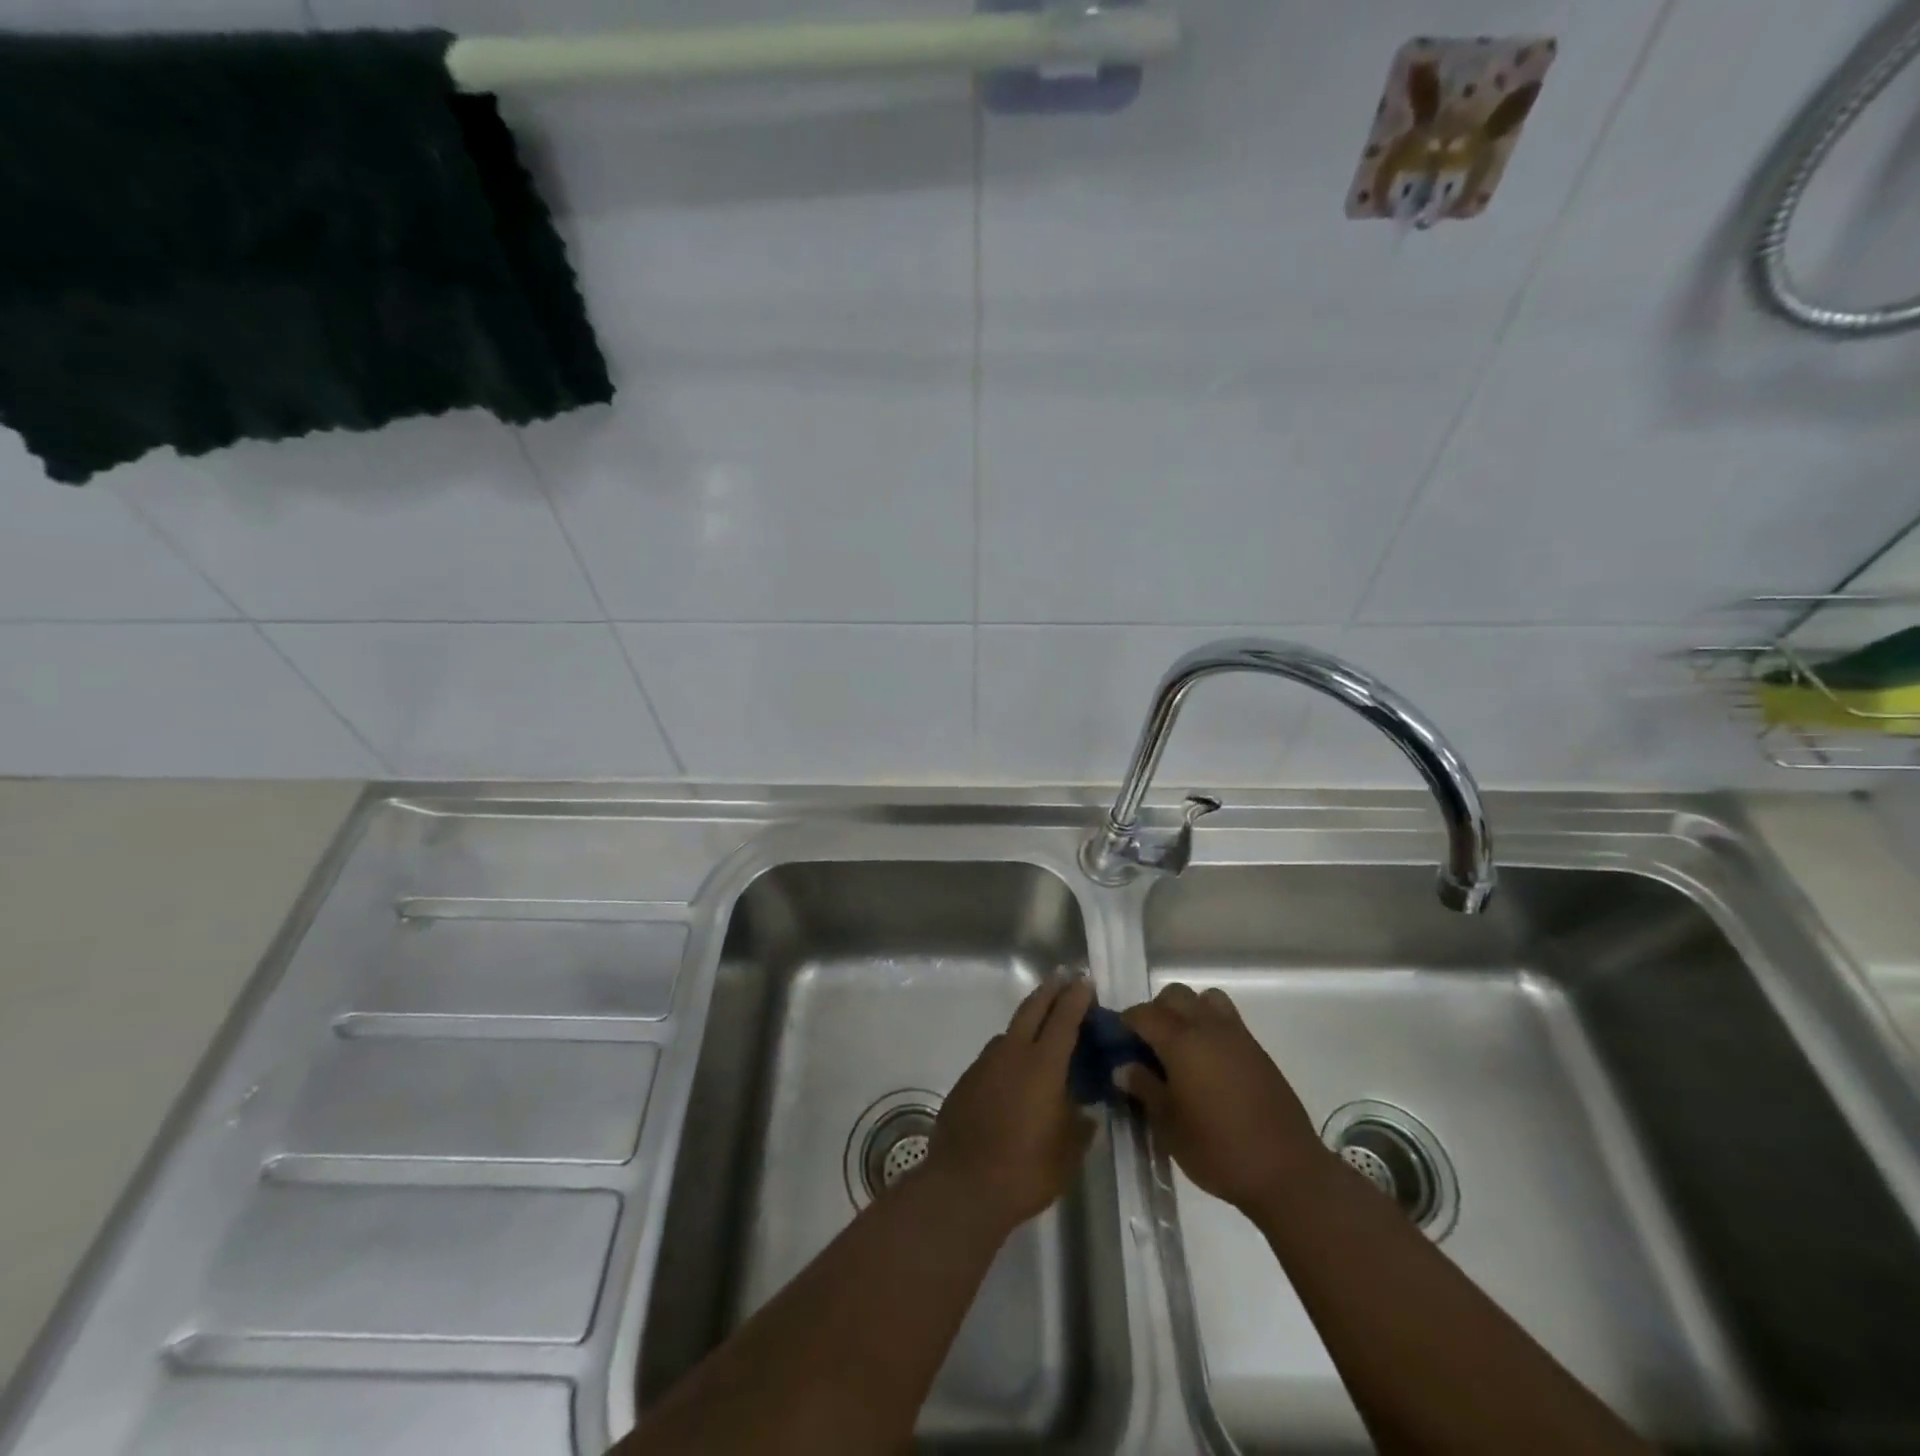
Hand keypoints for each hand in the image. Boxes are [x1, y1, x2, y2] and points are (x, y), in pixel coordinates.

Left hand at [924, 975, 1096, 1233]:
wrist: (963, 1185)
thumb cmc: (1025, 1169)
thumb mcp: (1067, 1154)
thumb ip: (1080, 1127)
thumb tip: (1086, 1114)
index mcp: (1043, 1065)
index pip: (1063, 1020)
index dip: (1076, 999)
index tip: (1084, 982)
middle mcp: (1012, 1054)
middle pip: (1032, 1010)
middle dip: (1049, 991)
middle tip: (1062, 978)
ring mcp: (985, 1064)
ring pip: (1009, 1032)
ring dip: (1027, 1023)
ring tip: (1040, 1028)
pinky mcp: (966, 1081)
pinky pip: (993, 1057)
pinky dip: (1008, 1053)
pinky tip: (1013, 1072)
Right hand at [1120, 983, 1328, 1218]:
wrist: (1287, 1171)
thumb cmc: (1218, 1149)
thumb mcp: (1168, 1125)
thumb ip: (1144, 1088)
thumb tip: (1123, 1066)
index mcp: (1181, 1041)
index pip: (1143, 1013)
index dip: (1125, 1023)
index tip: (1116, 1042)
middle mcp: (1208, 1027)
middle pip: (1175, 995)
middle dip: (1156, 1011)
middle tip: (1147, 1044)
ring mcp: (1237, 1036)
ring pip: (1205, 1000)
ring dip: (1188, 1012)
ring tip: (1181, 1047)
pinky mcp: (1258, 1051)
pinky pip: (1227, 1020)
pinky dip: (1211, 1027)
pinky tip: (1208, 1064)